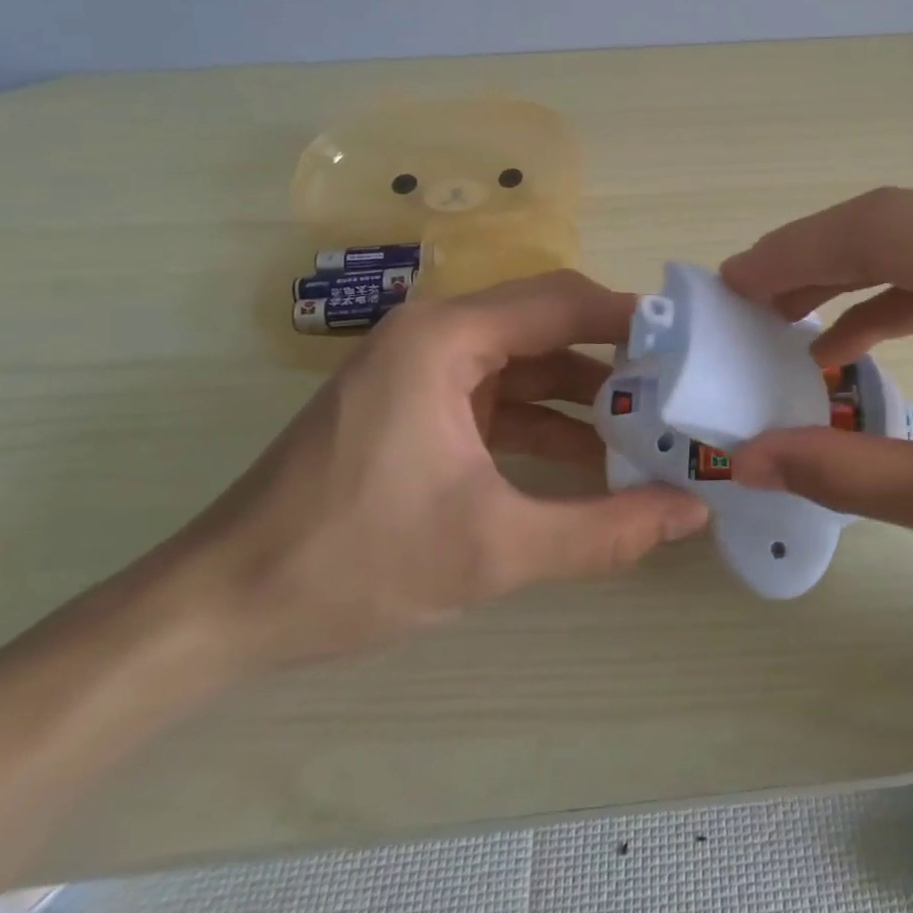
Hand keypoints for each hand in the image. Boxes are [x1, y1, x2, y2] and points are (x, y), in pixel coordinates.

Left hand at [166, 271, 709, 671]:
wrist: (219, 611)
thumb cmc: (353, 562)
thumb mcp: (494, 550)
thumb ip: (605, 531)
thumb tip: (693, 511)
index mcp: (445, 339)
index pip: (562, 301)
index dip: (632, 321)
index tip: (691, 349)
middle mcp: (434, 336)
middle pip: (548, 325)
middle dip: (616, 358)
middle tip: (679, 390)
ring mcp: (421, 372)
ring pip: (527, 364)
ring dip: (585, 395)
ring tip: (650, 427)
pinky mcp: (414, 408)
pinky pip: (499, 398)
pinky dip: (546, 422)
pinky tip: (592, 460)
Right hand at [722, 189, 912, 622]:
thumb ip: (854, 475)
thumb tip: (752, 458)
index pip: (879, 230)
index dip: (793, 254)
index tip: (730, 285)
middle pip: (901, 223)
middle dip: (815, 260)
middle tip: (746, 303)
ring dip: (857, 278)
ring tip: (790, 321)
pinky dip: (909, 299)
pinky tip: (863, 340)